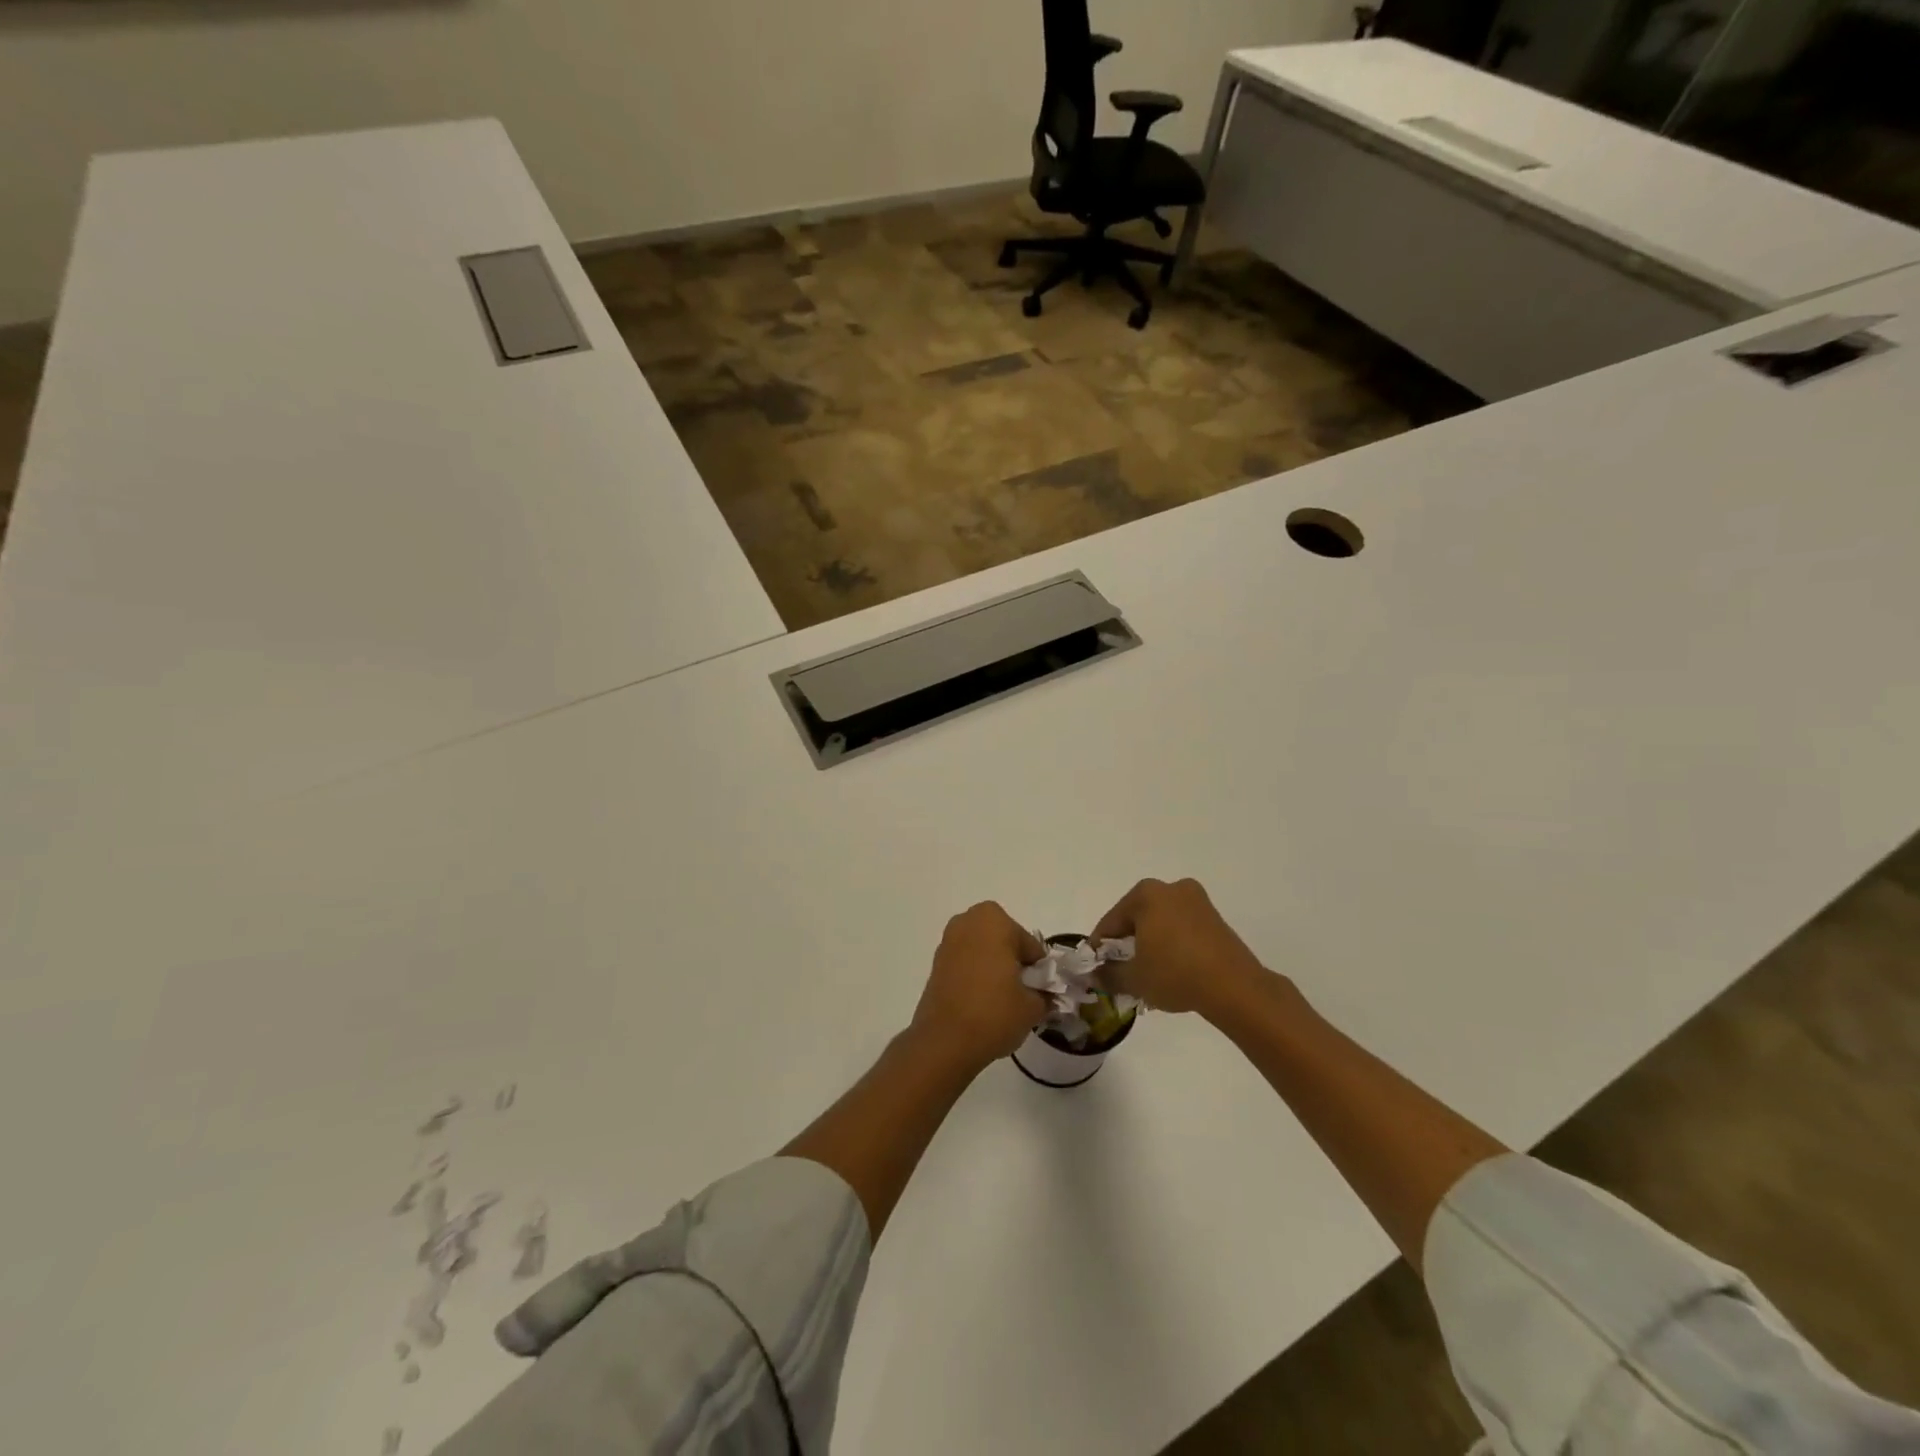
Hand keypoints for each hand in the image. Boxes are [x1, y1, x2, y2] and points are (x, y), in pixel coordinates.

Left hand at [910, 903, 1048, 1073]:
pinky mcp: (935, 963)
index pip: (1029, 944)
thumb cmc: (994, 1013)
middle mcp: (967, 922)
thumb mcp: (1033, 1007)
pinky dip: (975, 975)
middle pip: (1004, 941)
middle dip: (1013, 961)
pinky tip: (981, 1002)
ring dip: (993, 967)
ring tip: (1001, 1000)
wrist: (944, 1042)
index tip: (1039, 991)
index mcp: (994, 920)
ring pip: (983, 950)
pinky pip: (965, 963)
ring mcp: (948, 941)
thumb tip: (1044, 994)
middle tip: (1021, 992)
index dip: (1037, 969)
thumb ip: (1044, 994)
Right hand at [1093, 877, 1272, 1015]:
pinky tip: (1171, 969)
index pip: (1112, 921)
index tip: (1095, 967)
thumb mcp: (1134, 979)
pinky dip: (1172, 944)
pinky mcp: (1215, 918)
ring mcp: (1197, 900)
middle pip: (1137, 917)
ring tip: (1146, 973)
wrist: (1235, 988)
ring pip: (1160, 922)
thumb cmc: (1175, 974)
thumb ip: (1108, 975)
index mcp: (1146, 894)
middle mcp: (1171, 888)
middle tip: (1120, 970)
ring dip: (1150, 943)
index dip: (1100, 946)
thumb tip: (1093, 976)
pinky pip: (1182, 928)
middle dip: (1127, 943)